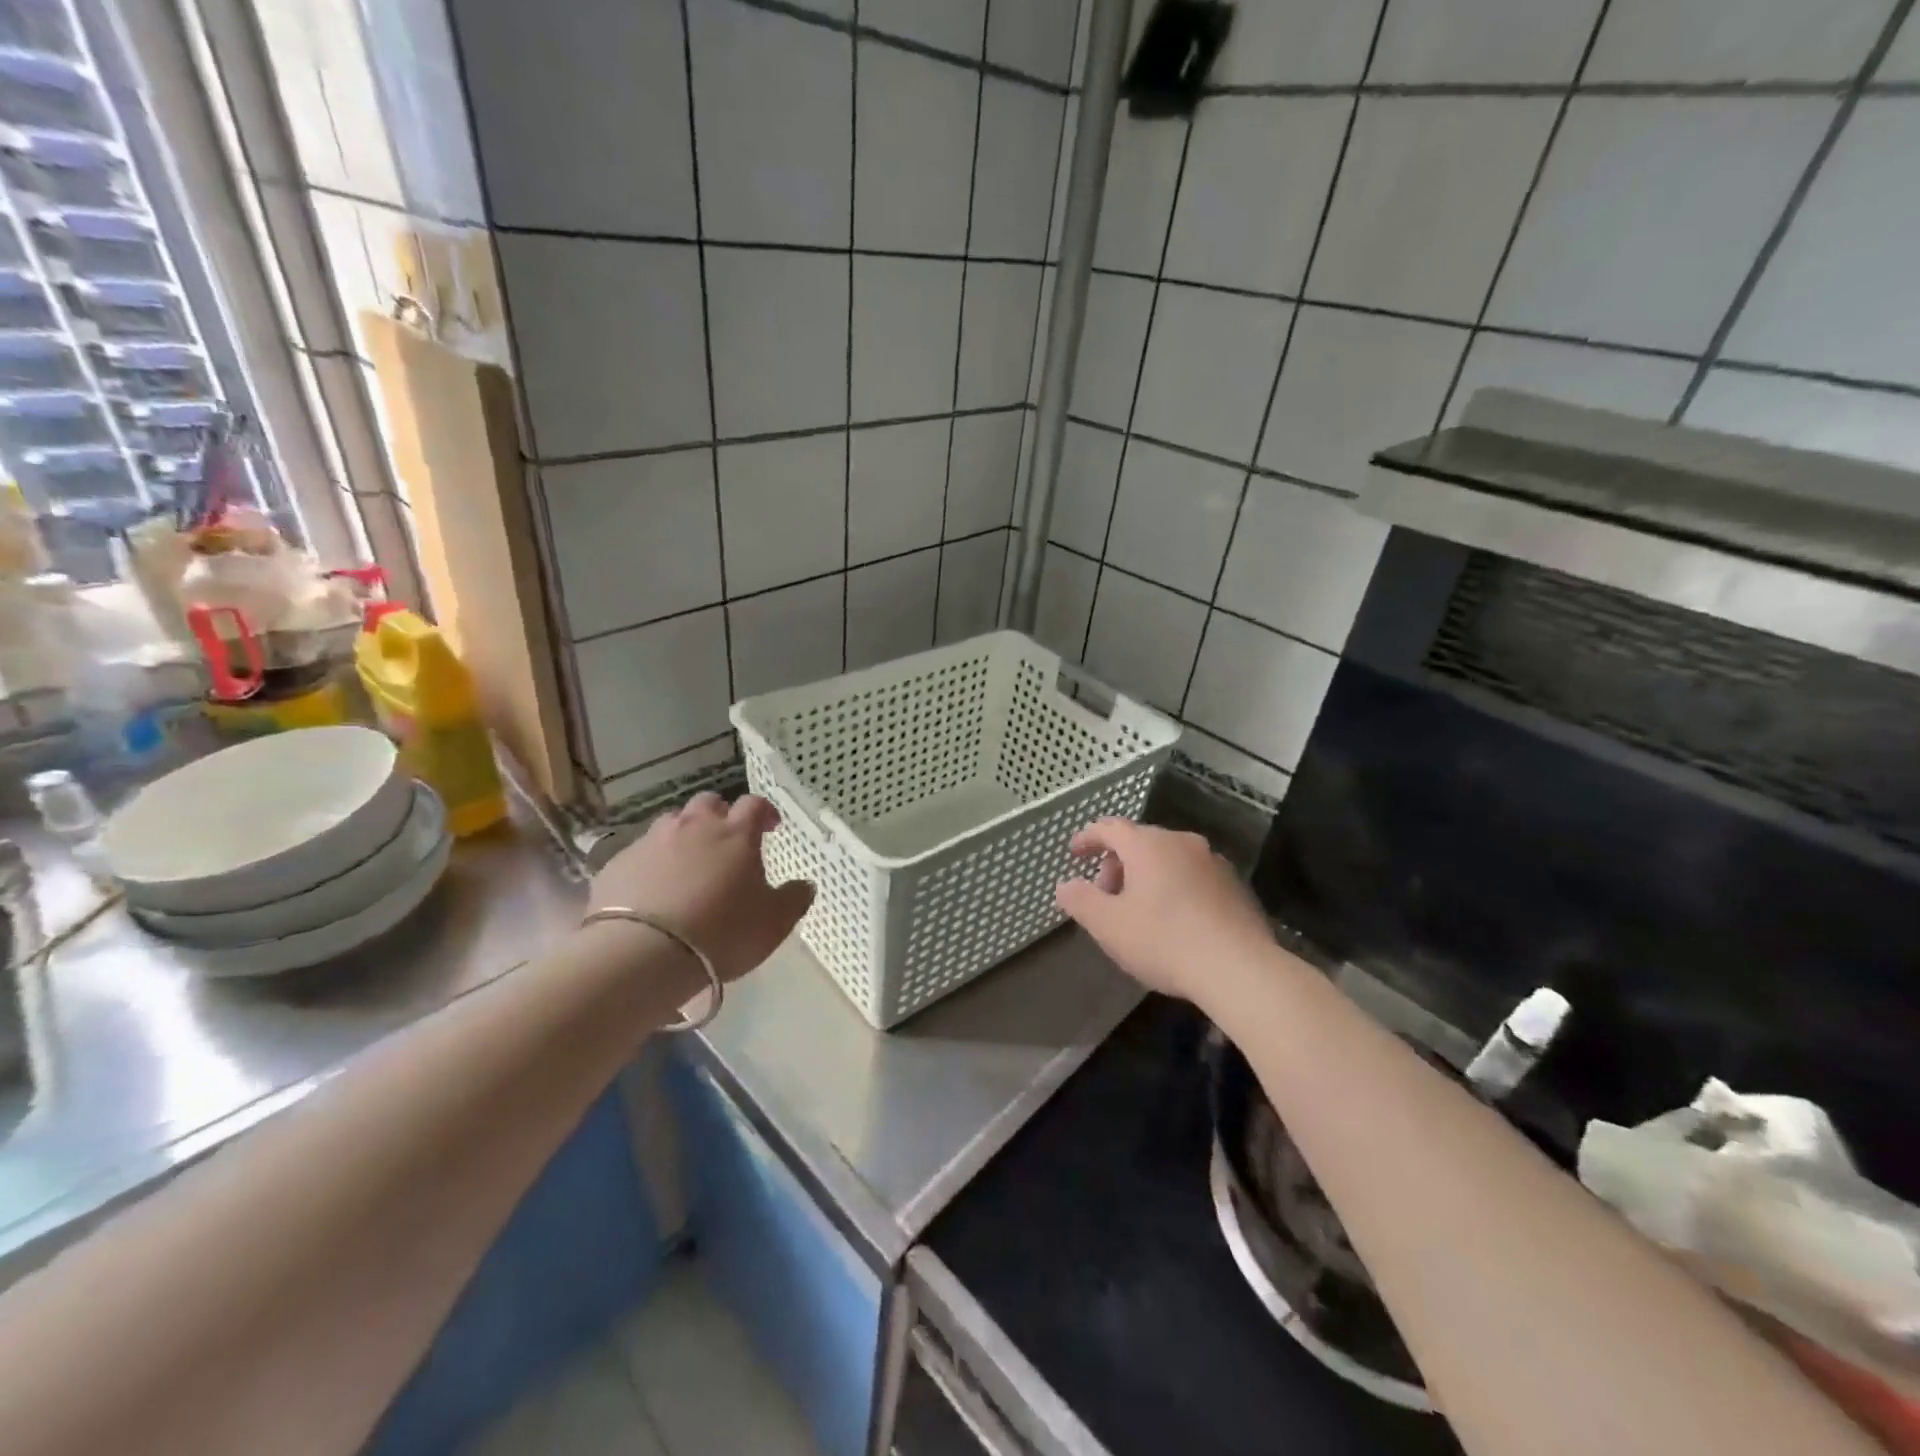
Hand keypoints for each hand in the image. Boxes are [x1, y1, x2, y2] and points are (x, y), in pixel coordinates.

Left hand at [588, 792, 813, 983]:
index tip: (770, 827)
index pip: (754, 804)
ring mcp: (652, 841)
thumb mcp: (774, 923)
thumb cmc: (722, 933)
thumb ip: (794, 899)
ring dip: (684, 835)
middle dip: (720, 815)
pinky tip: (653, 889)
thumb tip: (805, 884)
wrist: (642, 954)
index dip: (764, 812)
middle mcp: (694, 826)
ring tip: (688, 865)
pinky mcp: (617, 863)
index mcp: (735, 834)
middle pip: (708, 803)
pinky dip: (652, 863)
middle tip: (726, 841)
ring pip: (672, 823)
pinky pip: (640, 852)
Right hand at [1055, 819, 1272, 1004]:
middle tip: (1106, 896)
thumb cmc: (1164, 941)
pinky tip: (1174, 921)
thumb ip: (1080, 900)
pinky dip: (1174, 887)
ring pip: (1168, 859)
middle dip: (1116, 864)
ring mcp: (1213, 862)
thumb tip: (1065, 885)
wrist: (1240, 970)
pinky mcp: (1236, 886)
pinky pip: (1193, 876)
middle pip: (1139, 842)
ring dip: (1146, 876)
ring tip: (1139, 911)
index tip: (1074, 853)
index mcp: (1148, 845)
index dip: (1088, 838)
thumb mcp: (1108, 925)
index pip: (1109, 828)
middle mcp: (1182, 842)